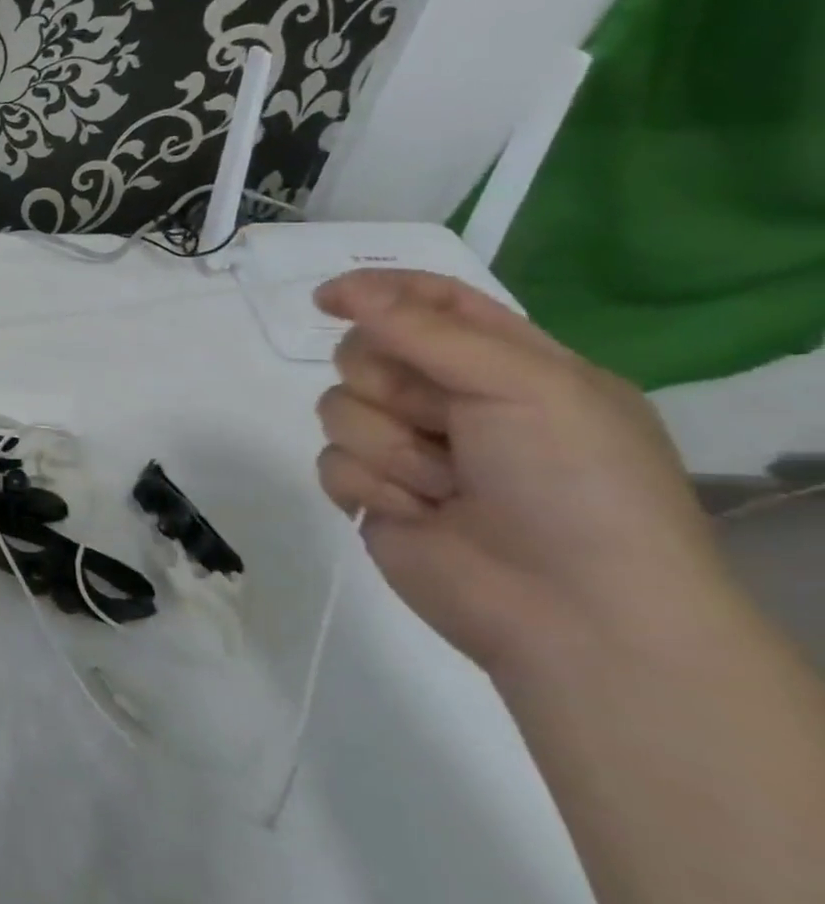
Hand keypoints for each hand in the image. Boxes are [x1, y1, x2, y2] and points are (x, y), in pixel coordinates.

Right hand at [313, 269, 724, 674]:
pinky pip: (331, 462)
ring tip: (444, 487)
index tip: (328, 299)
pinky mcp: (373, 495)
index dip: (376, 291)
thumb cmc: (574, 484)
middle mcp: (450, 401)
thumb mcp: (523, 384)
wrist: (576, 613)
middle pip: (365, 353)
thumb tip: (344, 290)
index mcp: (505, 364)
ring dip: (388, 446)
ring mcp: (407, 450)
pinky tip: (416, 514)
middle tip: (440, 420)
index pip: (429, 302)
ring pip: (338, 408)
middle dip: (388, 385)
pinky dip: (371, 487)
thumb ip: (423, 330)